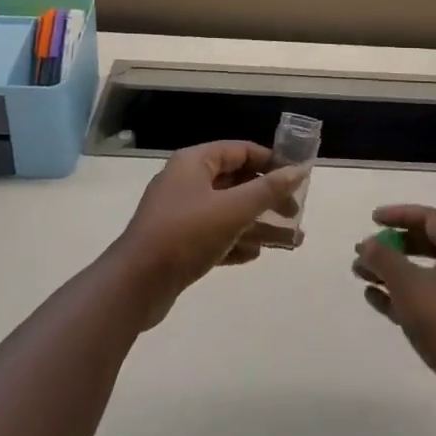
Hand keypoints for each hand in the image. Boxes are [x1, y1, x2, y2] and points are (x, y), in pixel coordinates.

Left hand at [113, 140, 304, 327]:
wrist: (136, 284)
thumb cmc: (186, 234)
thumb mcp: (233, 209)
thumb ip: (268, 190)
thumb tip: (299, 170)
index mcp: (194, 162)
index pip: (240, 151)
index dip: (270, 161)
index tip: (296, 178)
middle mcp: (186, 181)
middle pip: (235, 182)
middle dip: (267, 198)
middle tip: (294, 214)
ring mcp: (180, 213)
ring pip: (227, 211)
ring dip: (257, 224)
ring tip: (290, 241)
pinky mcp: (178, 243)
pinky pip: (214, 234)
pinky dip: (236, 241)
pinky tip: (256, 254)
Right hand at [353, 205, 435, 422]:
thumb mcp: (408, 284)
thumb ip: (384, 258)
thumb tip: (367, 243)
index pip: (429, 218)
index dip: (399, 215)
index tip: (372, 220)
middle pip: (427, 245)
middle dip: (392, 246)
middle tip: (365, 250)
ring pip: (424, 274)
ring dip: (392, 272)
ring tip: (360, 275)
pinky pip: (427, 300)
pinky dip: (402, 295)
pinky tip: (374, 299)